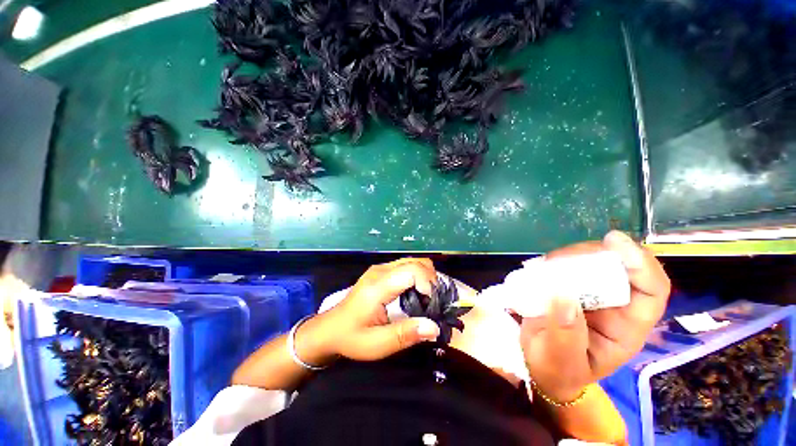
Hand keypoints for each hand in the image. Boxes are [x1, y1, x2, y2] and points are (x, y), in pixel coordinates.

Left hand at [303, 258, 440, 362]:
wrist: (330, 329)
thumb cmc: (352, 337)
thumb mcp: (377, 344)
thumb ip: (405, 334)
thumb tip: (434, 327)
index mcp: (377, 287)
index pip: (411, 271)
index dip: (428, 284)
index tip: (433, 304)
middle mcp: (380, 271)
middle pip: (416, 263)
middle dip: (431, 280)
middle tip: (433, 303)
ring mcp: (380, 268)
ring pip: (413, 261)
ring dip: (426, 277)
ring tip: (427, 299)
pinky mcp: (381, 270)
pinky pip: (407, 265)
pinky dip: (418, 275)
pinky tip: (417, 292)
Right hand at [520, 231, 670, 401]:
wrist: (541, 366)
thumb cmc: (557, 369)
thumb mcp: (561, 362)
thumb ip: (564, 336)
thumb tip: (562, 297)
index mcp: (626, 327)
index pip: (651, 290)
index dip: (640, 263)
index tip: (614, 241)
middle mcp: (613, 304)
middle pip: (618, 265)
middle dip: (592, 254)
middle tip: (557, 259)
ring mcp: (589, 292)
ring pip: (590, 260)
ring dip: (567, 257)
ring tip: (542, 266)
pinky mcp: (567, 285)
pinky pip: (564, 265)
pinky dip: (551, 261)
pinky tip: (537, 268)